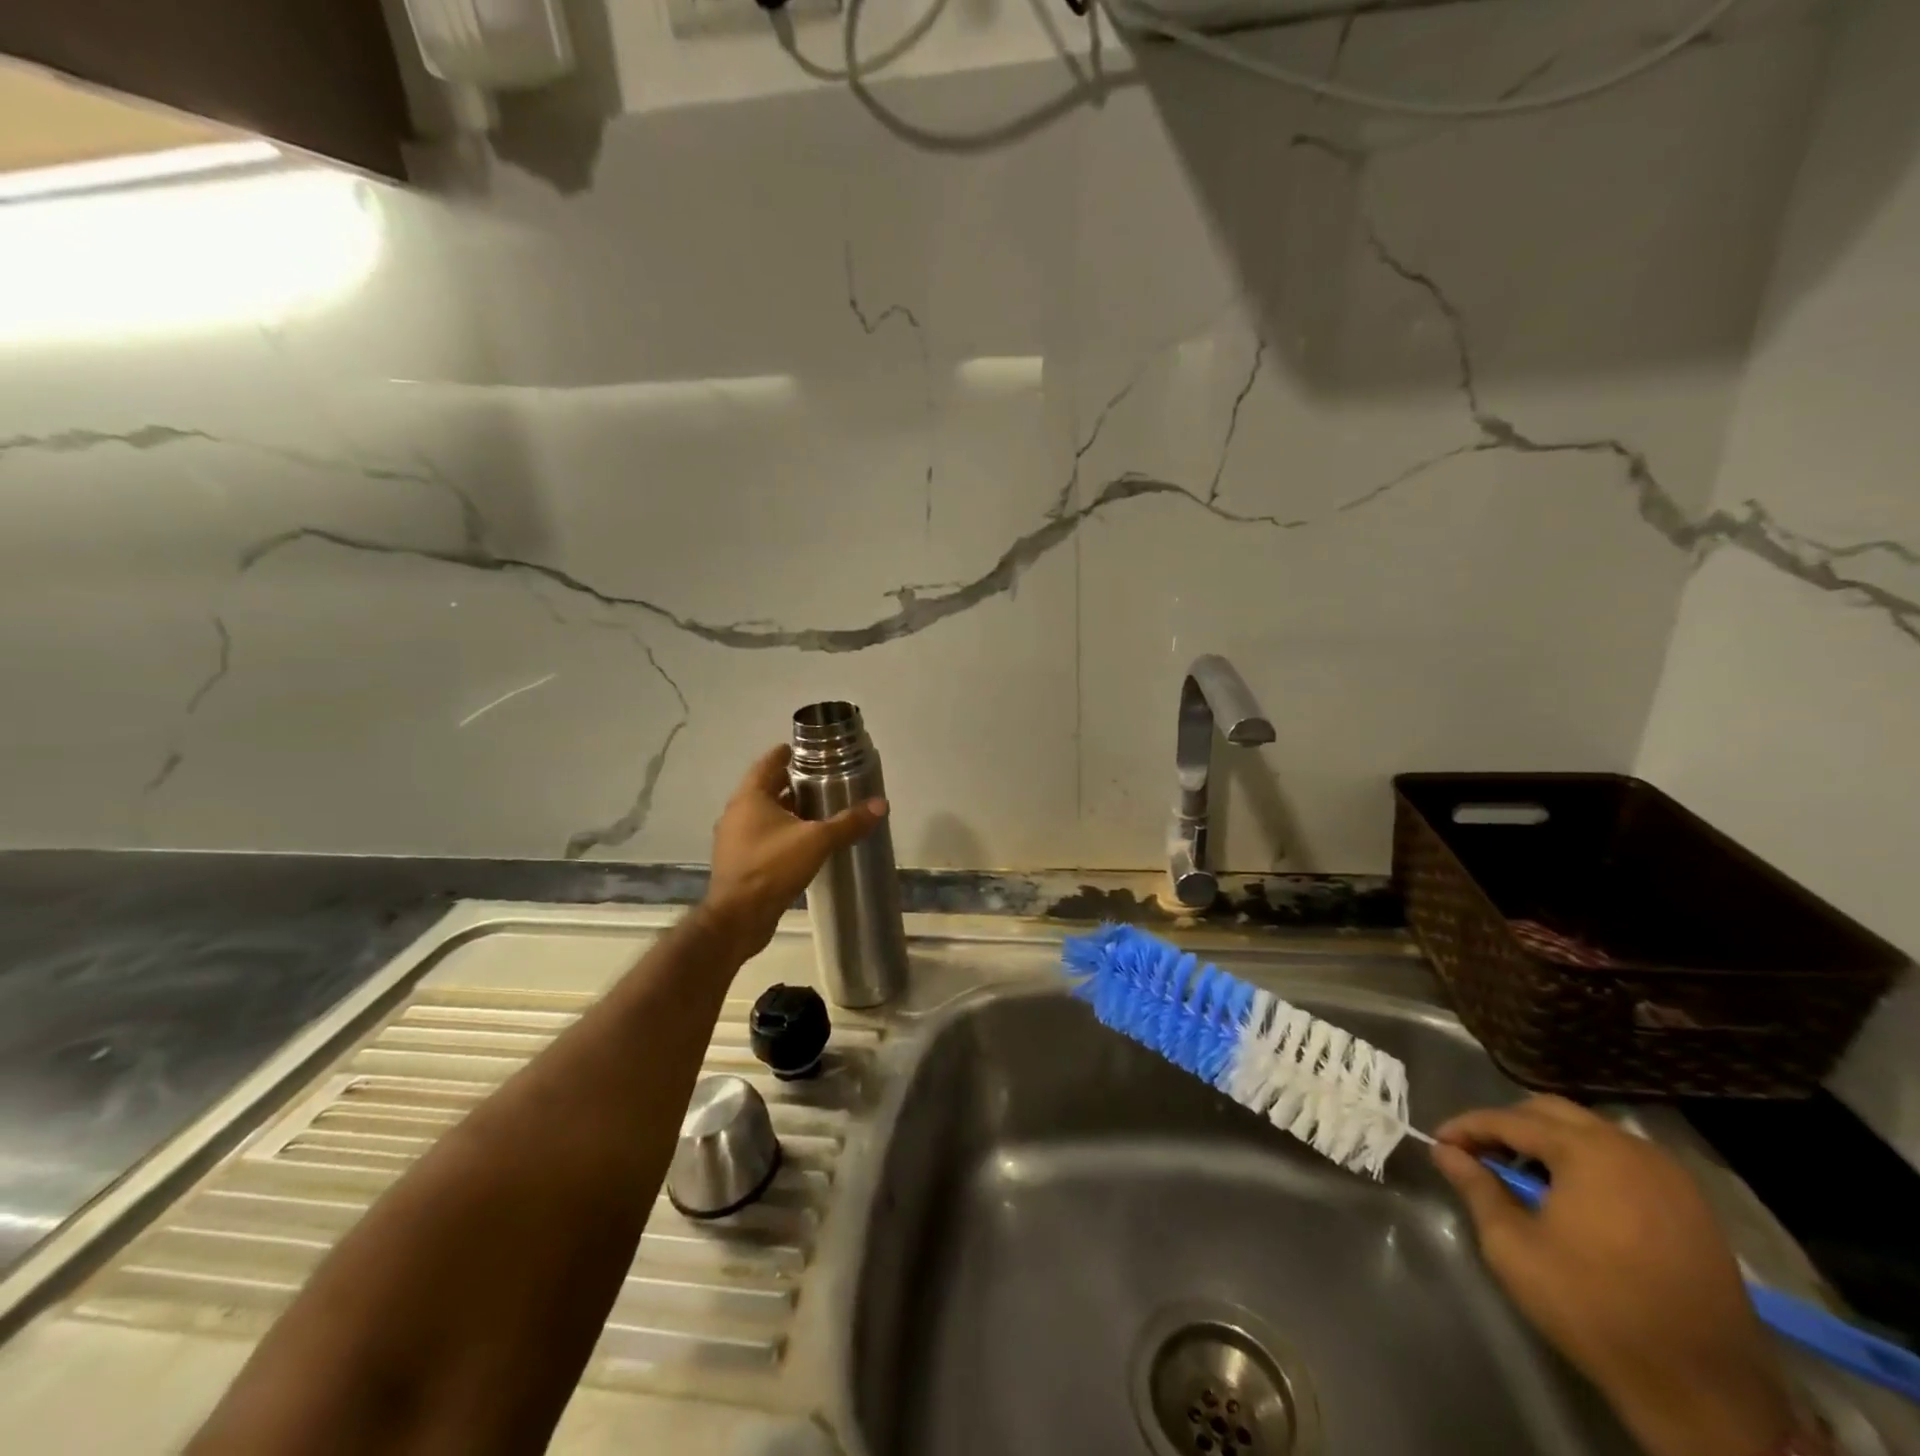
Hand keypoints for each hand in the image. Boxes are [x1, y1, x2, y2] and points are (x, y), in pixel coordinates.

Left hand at [701, 744, 886, 961]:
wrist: (738, 918)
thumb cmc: (772, 867)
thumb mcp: (817, 841)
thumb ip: (848, 822)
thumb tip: (881, 804)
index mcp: (750, 798)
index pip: (768, 763)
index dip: (787, 754)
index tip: (807, 750)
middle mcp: (737, 813)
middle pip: (766, 788)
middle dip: (792, 783)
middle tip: (821, 780)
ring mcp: (735, 839)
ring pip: (764, 815)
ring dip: (787, 810)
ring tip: (818, 810)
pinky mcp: (739, 862)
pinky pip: (762, 837)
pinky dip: (781, 833)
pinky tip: (804, 842)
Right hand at [1433, 1097, 1795, 1455]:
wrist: (1704, 1391)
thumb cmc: (1593, 1307)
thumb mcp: (1513, 1247)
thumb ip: (1476, 1187)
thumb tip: (1444, 1151)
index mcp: (1587, 1151)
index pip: (1508, 1119)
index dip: (1467, 1128)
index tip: (1439, 1143)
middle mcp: (1631, 1148)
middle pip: (1552, 1113)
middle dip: (1508, 1126)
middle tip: (1479, 1154)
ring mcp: (1670, 1177)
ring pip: (1591, 1133)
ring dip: (1550, 1142)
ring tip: (1523, 1176)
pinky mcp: (1693, 1207)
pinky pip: (1625, 1161)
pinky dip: (1589, 1164)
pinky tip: (1573, 1197)